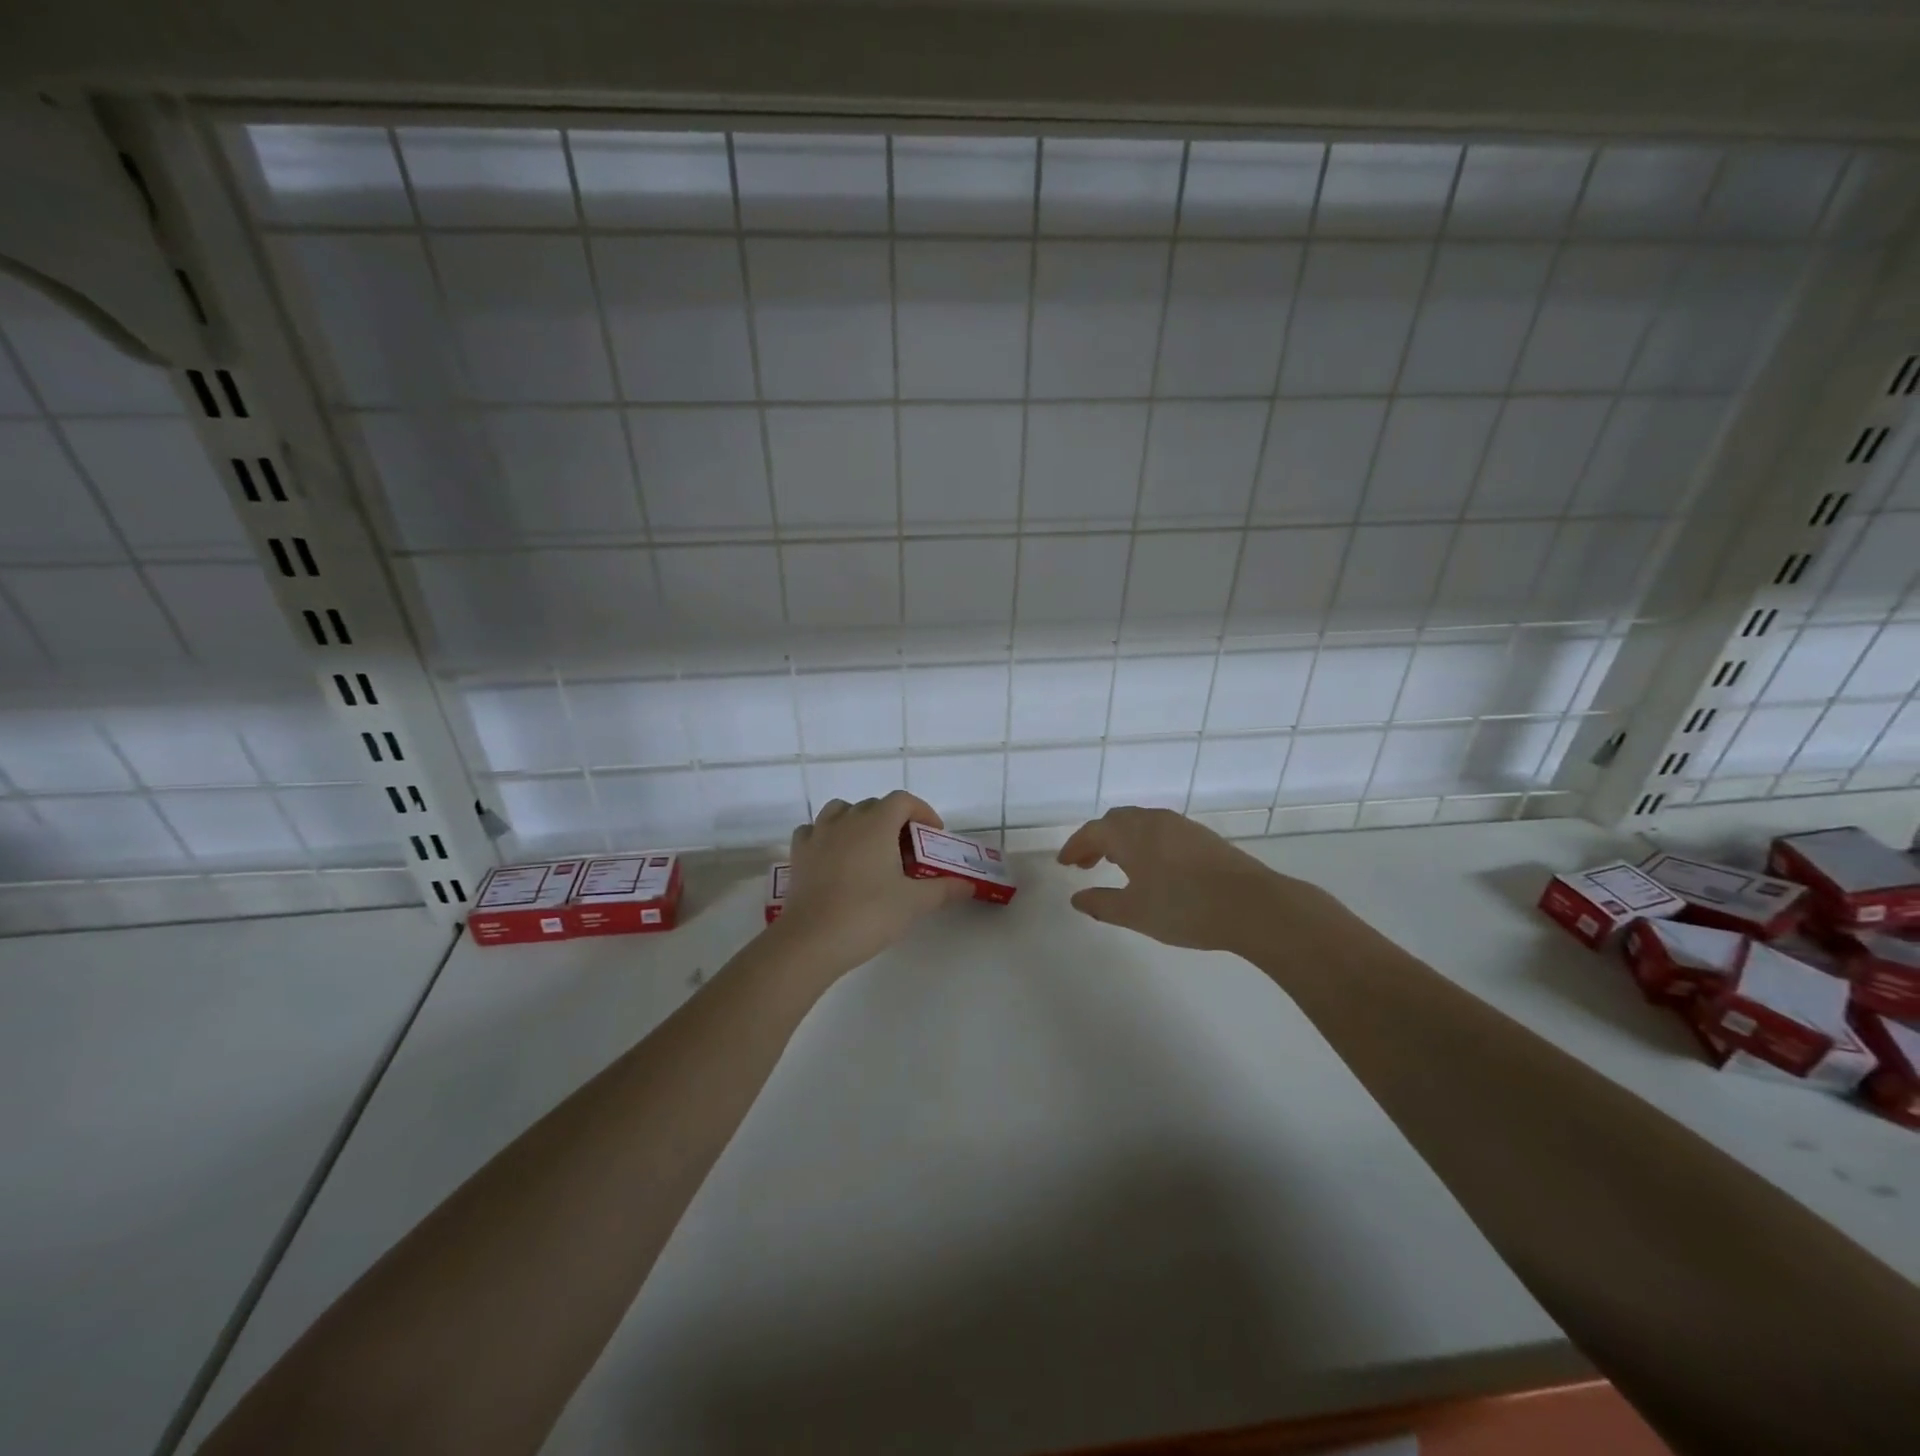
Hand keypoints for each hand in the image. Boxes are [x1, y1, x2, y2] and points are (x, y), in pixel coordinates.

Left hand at [773, 791, 971, 976]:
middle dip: (894, 821)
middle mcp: (846, 820)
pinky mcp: (799, 854)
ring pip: (841, 812)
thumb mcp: (914, 903)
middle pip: (874, 806)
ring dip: (859, 822)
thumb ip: (944, 889)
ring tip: (870, 849)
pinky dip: (828, 836)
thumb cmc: (869, 914)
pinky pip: (814, 831)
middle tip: (907, 852)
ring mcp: (818, 834)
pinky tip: (835, 857)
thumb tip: (968, 885)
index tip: (933, 835)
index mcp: (876, 823)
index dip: (922, 812)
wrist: (812, 939)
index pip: (903, 800)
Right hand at [1057, 806, 1345, 955]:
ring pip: (1139, 823)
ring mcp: (1180, 825)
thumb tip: (1077, 898)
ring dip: (1121, 839)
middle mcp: (1152, 820)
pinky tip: (1151, 866)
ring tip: (1116, 864)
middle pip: (1115, 821)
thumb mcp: (1135, 912)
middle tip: (1086, 863)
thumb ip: (1102, 904)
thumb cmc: (1184, 907)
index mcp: (1130, 834)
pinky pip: (1159, 830)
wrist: (1251, 904)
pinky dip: (1143, 842)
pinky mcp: (1201, 836)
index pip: (1092, 832)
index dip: (1074, 846)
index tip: (1064, 863)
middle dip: (1096, 840)